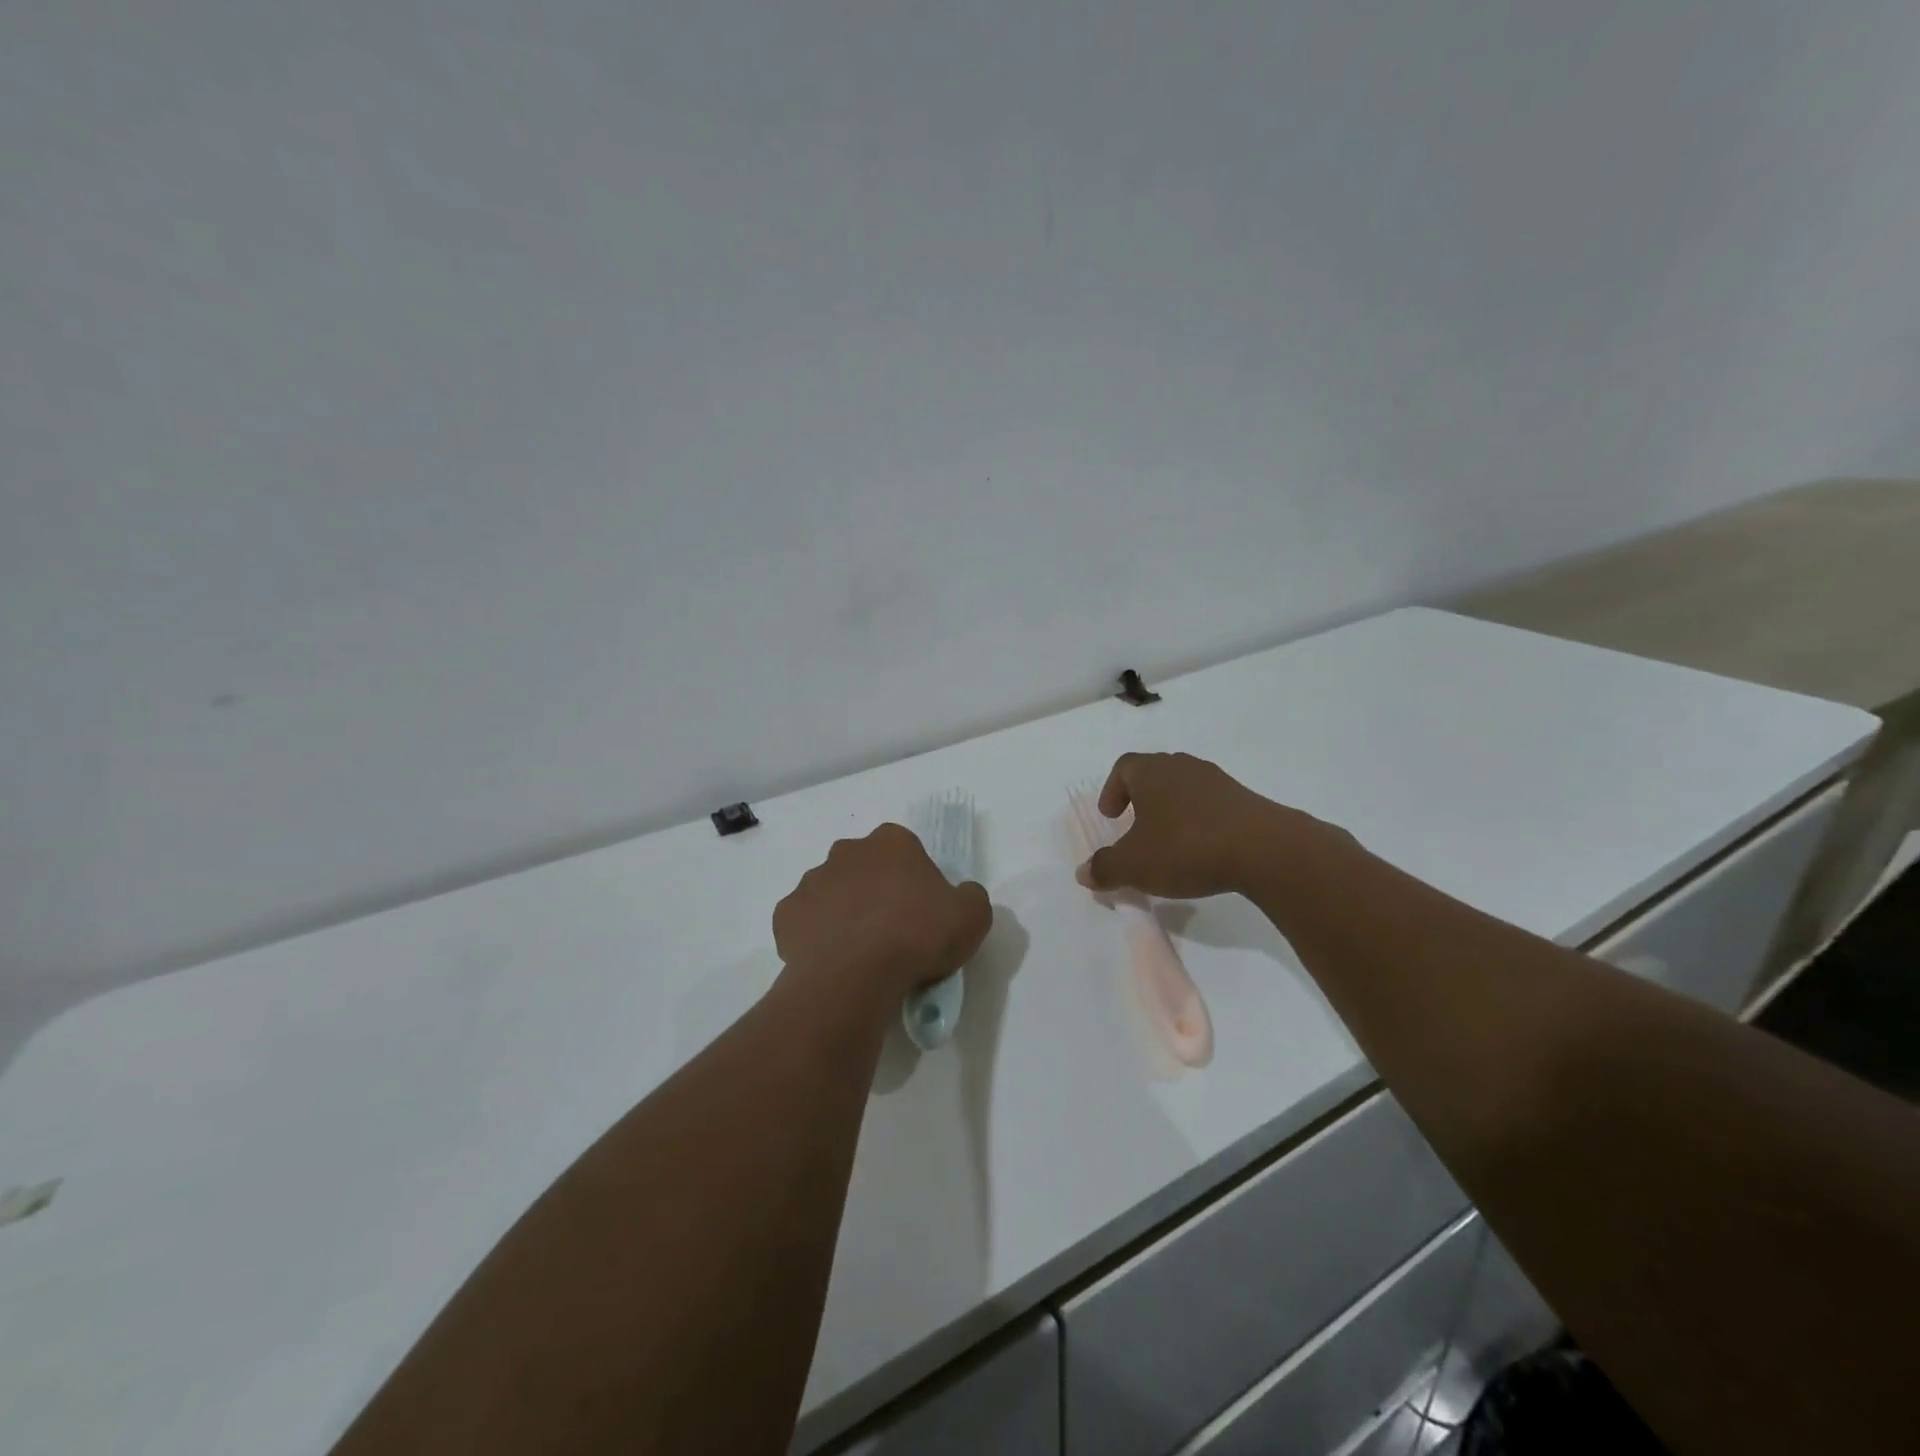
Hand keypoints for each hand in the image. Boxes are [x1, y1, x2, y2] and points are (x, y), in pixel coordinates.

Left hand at [774, 823, 992, 1011]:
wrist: (854, 976)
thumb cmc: (917, 936)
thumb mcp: (972, 916)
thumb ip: (970, 897)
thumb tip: (960, 897)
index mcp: (891, 842)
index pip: (905, 849)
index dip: (915, 878)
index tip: (923, 910)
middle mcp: (847, 852)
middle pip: (865, 867)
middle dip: (875, 890)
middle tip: (892, 931)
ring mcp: (811, 881)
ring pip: (831, 892)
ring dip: (844, 912)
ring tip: (861, 952)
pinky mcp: (785, 914)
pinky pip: (805, 923)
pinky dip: (816, 937)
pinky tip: (832, 962)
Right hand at [1075, 752, 1310, 898]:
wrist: (1264, 849)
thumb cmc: (1185, 847)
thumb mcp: (1135, 866)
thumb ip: (1105, 868)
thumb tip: (1083, 873)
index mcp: (1151, 772)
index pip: (1124, 767)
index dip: (1112, 790)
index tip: (1112, 817)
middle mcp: (1182, 766)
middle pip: (1154, 773)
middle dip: (1141, 798)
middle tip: (1136, 827)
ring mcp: (1217, 780)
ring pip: (1184, 787)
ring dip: (1171, 810)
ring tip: (1169, 841)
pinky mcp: (1244, 799)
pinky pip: (1210, 804)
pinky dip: (1199, 821)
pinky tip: (1202, 849)